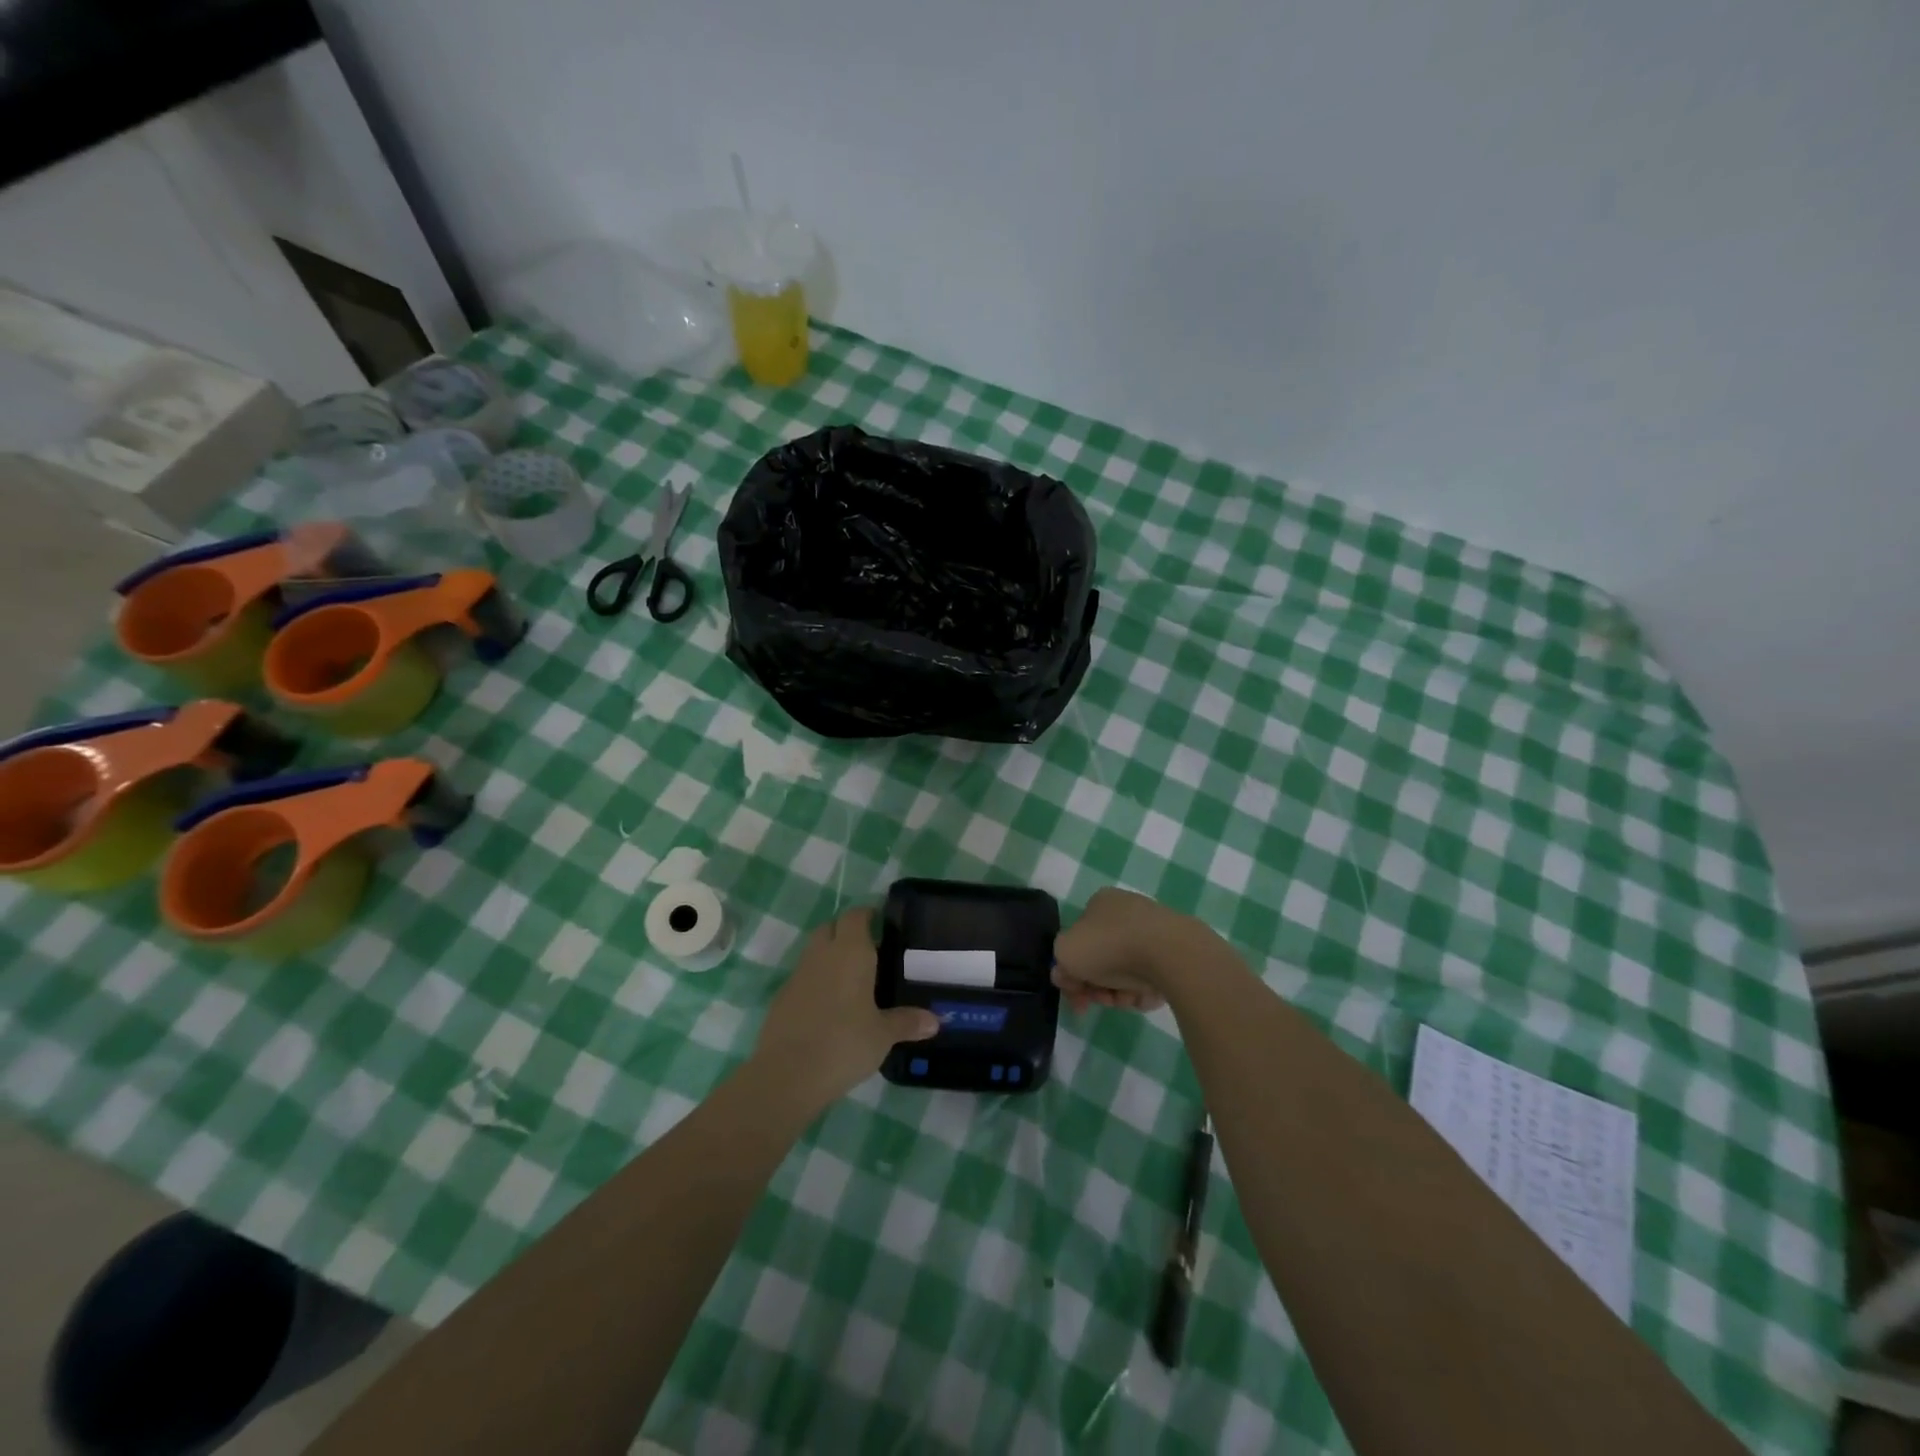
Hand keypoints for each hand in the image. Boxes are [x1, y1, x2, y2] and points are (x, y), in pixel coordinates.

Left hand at [753, 907, 938, 1104]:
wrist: (787, 1074)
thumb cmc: (844, 1044)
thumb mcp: (883, 1035)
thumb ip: (907, 1022)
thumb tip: (936, 1021)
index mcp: (850, 952)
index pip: (856, 916)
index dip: (868, 914)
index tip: (882, 923)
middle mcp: (822, 955)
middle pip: (831, 928)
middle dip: (847, 932)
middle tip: (870, 951)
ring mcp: (798, 975)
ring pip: (815, 952)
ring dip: (830, 957)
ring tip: (853, 981)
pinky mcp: (782, 998)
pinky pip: (803, 978)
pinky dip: (817, 982)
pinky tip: (830, 1007)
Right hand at [1052, 887, 1197, 1013]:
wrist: (1168, 952)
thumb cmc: (1110, 946)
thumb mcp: (1066, 953)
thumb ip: (1060, 964)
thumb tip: (1067, 974)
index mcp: (1100, 903)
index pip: (1078, 939)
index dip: (1071, 971)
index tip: (1076, 995)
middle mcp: (1126, 911)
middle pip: (1102, 959)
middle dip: (1097, 985)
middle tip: (1100, 1001)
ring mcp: (1154, 930)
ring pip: (1127, 971)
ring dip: (1119, 992)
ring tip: (1126, 1000)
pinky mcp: (1176, 951)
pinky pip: (1152, 977)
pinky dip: (1144, 991)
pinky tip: (1145, 996)